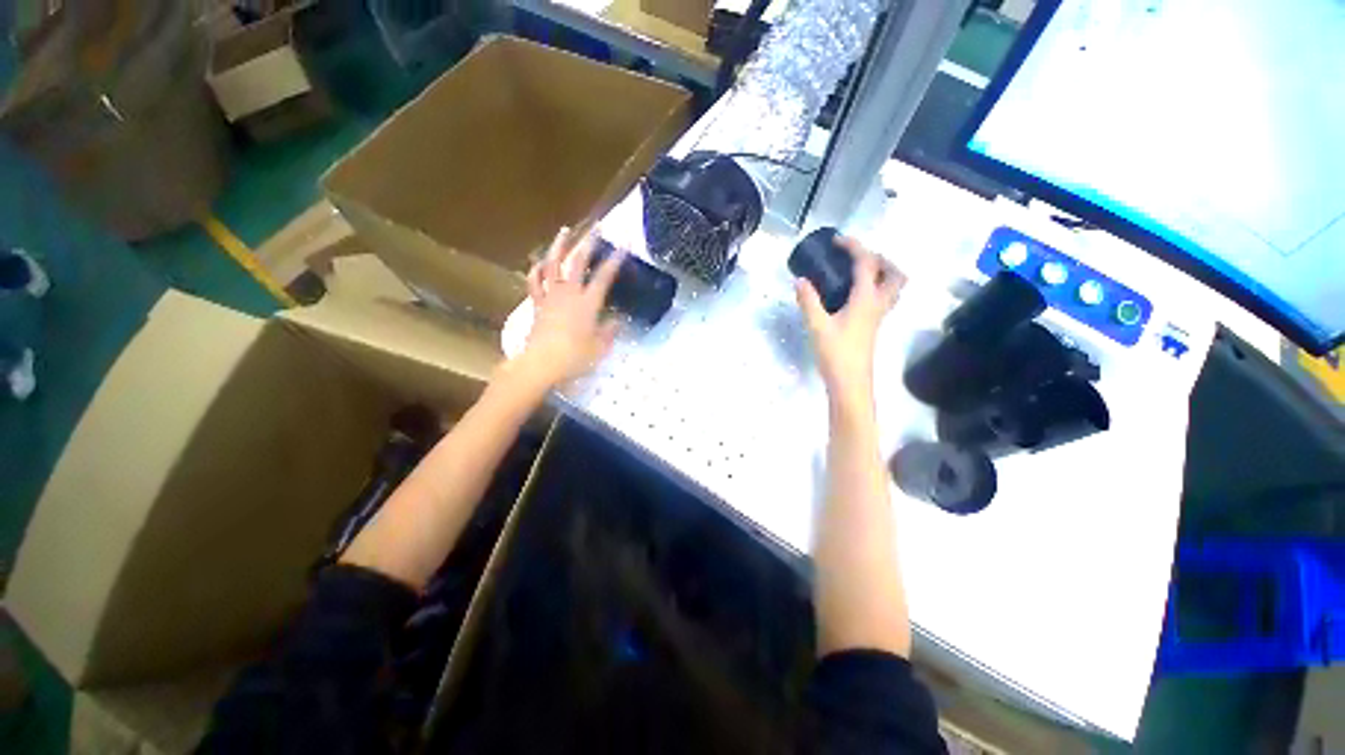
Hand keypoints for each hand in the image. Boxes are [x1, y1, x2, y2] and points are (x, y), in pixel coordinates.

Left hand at [512, 227, 623, 389]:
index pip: (604, 277)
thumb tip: (617, 320)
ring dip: (559, 246)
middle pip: (578, 263)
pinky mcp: (538, 304)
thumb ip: (609, 332)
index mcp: (587, 303)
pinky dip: (536, 271)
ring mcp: (551, 297)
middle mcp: (569, 294)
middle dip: (588, 244)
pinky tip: (539, 263)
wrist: (540, 364)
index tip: (623, 246)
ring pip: (553, 265)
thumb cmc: (574, 357)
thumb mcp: (599, 348)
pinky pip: (535, 283)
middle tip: (595, 228)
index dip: (614, 261)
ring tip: (564, 231)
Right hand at [795, 237, 904, 412]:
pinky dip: (873, 287)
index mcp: (866, 299)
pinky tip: (850, 295)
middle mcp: (878, 304)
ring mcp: (878, 316)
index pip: (867, 263)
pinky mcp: (872, 326)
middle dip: (879, 258)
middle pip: (895, 273)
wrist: (850, 383)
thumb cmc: (836, 353)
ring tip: (855, 273)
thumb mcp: (817, 325)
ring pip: (892, 287)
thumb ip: (808, 301)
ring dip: (880, 273)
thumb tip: (800, 280)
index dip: (854, 246)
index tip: (837, 240)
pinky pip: (882, 298)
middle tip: (856, 258)